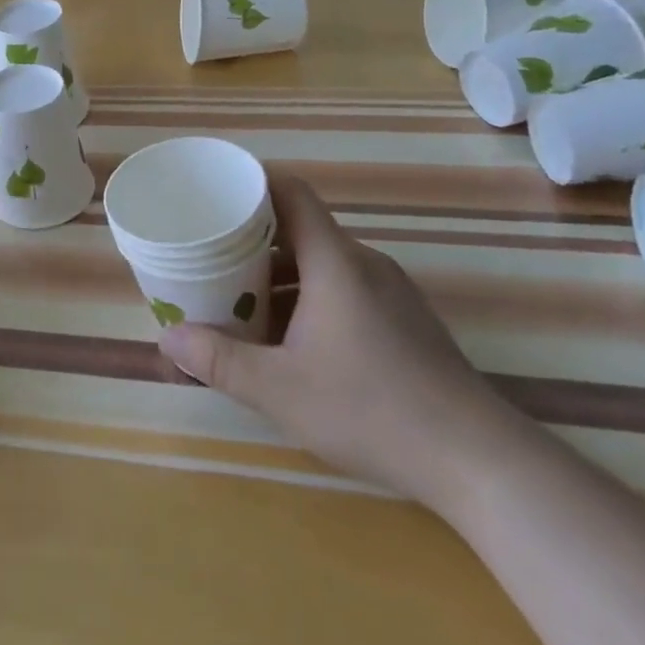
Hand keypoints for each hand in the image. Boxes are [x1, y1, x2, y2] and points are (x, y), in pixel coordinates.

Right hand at [157, 176, 524, 508]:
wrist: (477, 459)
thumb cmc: (371, 410)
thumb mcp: (279, 390)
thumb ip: (219, 361)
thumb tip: (168, 337)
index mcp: (335, 262)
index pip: (291, 193)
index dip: (251, 184)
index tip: (213, 194)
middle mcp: (363, 264)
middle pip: (301, 230)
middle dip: (251, 240)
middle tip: (208, 257)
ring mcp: (389, 293)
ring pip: (321, 265)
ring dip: (278, 277)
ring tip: (237, 302)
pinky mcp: (403, 321)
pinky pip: (342, 289)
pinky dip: (306, 298)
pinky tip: (287, 340)